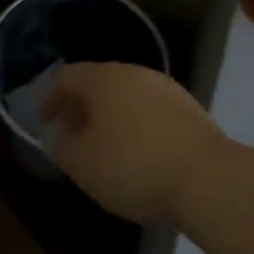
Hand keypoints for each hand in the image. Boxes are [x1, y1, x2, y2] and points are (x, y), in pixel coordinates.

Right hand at [42, 63, 229, 222]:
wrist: (208, 179)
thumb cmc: (133, 166)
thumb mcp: (82, 164)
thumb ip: (62, 146)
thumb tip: (62, 135)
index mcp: (103, 79)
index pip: (67, 77)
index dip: (50, 98)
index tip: (44, 122)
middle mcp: (134, 73)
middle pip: (99, 83)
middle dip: (82, 107)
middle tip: (74, 134)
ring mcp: (167, 89)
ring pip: (128, 96)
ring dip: (112, 116)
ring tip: (108, 147)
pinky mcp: (192, 110)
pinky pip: (152, 111)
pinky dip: (139, 126)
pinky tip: (141, 154)